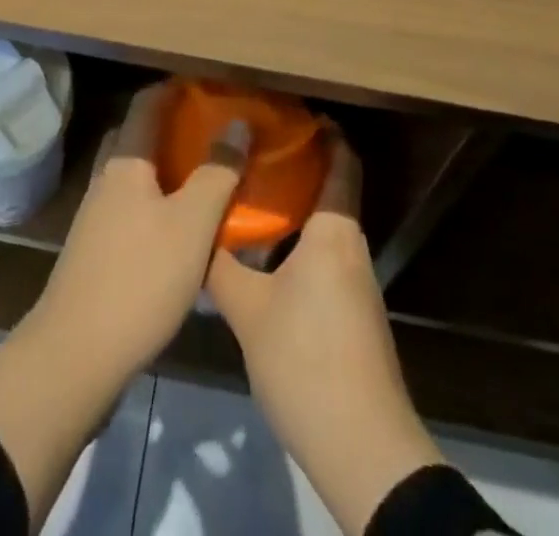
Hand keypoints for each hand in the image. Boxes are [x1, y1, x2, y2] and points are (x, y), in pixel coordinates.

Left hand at [0, 83, 247, 531]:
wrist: (75, 357)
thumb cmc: (139, 279)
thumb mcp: (192, 225)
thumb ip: (217, 172)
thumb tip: (238, 124)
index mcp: (125, 162)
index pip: (147, 103)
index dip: (176, 88)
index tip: (210, 86)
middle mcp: (105, 179)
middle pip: (136, 135)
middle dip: (170, 125)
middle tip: (210, 130)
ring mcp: (95, 216)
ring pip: (132, 173)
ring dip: (163, 165)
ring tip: (202, 174)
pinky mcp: (95, 250)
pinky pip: (129, 205)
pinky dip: (155, 199)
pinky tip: (178, 225)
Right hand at [206, 131, 444, 535]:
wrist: (361, 447)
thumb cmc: (306, 360)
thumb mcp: (249, 311)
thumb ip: (221, 267)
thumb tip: (196, 233)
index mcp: (334, 232)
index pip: (342, 162)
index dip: (325, 132)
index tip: (292, 112)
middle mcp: (351, 247)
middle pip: (332, 190)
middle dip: (299, 165)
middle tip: (254, 150)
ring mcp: (356, 283)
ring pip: (326, 226)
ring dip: (297, 206)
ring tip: (251, 195)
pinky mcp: (352, 313)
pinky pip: (325, 255)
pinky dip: (299, 240)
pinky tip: (265, 254)